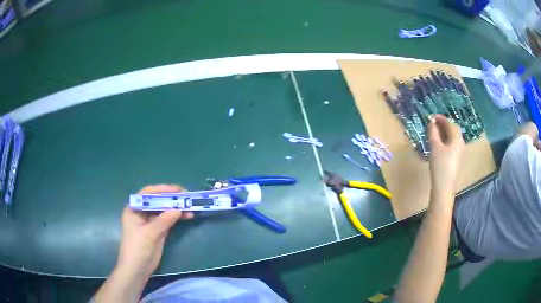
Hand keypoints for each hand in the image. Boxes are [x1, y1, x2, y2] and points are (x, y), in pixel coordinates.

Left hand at [117, 184, 192, 277]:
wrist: (137, 269)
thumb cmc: (137, 248)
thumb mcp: (149, 233)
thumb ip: (163, 221)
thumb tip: (179, 209)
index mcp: (134, 209)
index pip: (148, 194)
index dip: (162, 190)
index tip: (176, 190)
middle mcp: (142, 213)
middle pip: (157, 201)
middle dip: (171, 198)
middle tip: (186, 196)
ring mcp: (151, 222)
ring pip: (164, 211)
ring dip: (176, 208)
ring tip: (190, 207)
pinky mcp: (158, 231)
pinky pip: (169, 221)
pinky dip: (177, 218)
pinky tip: (187, 217)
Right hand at [427, 115, 463, 195]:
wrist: (444, 186)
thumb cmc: (440, 165)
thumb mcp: (435, 147)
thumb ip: (433, 132)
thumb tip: (431, 122)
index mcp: (456, 138)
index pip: (449, 123)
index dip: (440, 118)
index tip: (431, 117)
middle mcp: (460, 142)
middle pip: (453, 129)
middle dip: (443, 124)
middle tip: (433, 123)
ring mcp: (459, 150)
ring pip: (452, 136)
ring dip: (444, 131)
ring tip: (434, 131)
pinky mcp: (456, 157)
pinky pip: (451, 143)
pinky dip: (445, 139)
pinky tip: (439, 142)